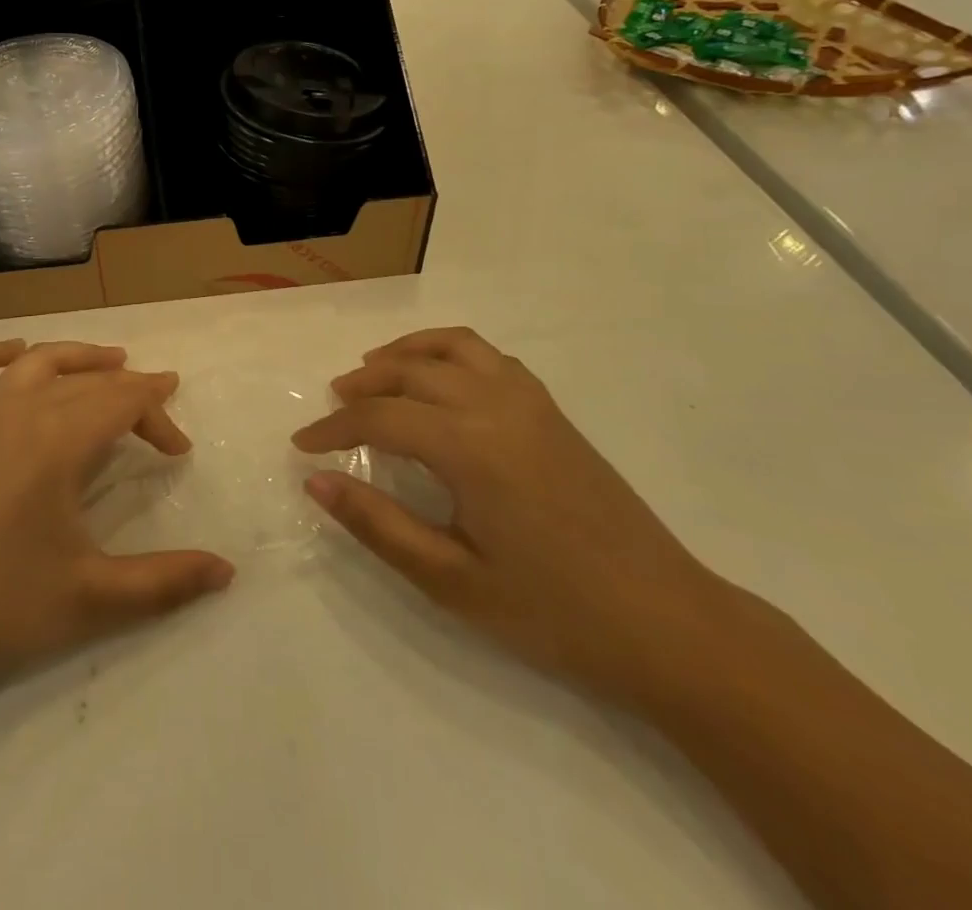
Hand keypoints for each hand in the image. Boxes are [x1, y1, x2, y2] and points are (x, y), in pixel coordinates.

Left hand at [0, 340, 233, 719]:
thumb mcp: (91, 598)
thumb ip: (165, 582)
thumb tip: (227, 572)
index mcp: (57, 439)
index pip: (122, 402)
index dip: (157, 415)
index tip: (180, 448)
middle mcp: (19, 410)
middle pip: (88, 381)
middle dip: (129, 391)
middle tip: (158, 416)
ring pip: (37, 362)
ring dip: (78, 357)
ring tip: (109, 362)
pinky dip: (0, 354)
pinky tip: (18, 354)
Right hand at [293, 326, 734, 708]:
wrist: (668, 624)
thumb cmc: (554, 611)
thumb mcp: (452, 581)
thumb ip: (378, 525)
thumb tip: (316, 482)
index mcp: (469, 447)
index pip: (380, 417)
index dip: (334, 428)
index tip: (303, 445)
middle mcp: (496, 406)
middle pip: (410, 371)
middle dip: (362, 384)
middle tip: (333, 407)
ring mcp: (530, 402)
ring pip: (451, 347)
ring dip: (405, 352)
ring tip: (374, 371)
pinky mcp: (552, 410)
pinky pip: (489, 357)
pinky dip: (449, 352)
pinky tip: (440, 381)